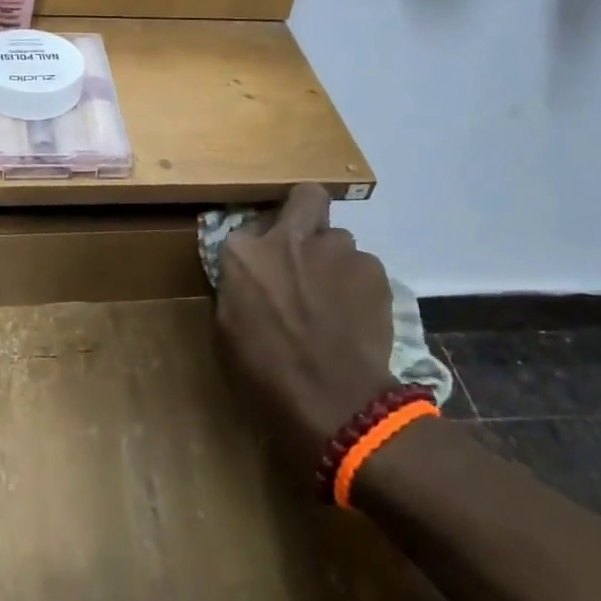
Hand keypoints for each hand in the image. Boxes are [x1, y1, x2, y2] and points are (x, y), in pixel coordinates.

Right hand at [216, 184, 394, 466]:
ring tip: (335, 299)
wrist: (334, 402)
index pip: (249, 228)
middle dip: (306, 212)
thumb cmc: (266, 375)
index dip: (260, 247)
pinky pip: (363, 267)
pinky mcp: (373, 269)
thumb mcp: (227, 331)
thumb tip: (247, 280)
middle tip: (305, 247)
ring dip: (333, 261)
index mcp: (244, 253)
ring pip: (338, 240)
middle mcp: (289, 238)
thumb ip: (237, 289)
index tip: (264, 269)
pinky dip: (359, 285)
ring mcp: (336, 249)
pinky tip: (357, 315)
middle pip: (305, 198)